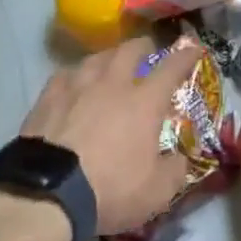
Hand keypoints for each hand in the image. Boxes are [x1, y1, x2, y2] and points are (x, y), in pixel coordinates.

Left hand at [20, 34, 201, 234]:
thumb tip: (180, 159)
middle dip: (143, 46)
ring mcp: (77, 85)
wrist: (47, 193)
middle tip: (147, 51)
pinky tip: (73, 83)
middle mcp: (112, 83)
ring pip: (97, 57)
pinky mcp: (48, 96)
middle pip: (130, 50)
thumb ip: (175, 171)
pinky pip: (66, 74)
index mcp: (144, 101)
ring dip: (109, 57)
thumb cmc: (109, 190)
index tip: (193, 48)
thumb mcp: (156, 193)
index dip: (185, 56)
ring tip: (110, 64)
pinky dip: (76, 75)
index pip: (171, 68)